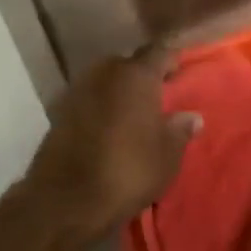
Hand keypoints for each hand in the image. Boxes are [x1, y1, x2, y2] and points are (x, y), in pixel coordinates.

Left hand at [19, 43, 200, 250]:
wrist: (67, 199)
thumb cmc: (128, 170)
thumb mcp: (167, 155)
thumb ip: (180, 130)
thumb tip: (191, 116)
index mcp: (136, 75)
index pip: (159, 52)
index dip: (171, 60)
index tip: (180, 71)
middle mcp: (104, 73)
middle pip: (127, 64)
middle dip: (141, 76)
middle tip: (157, 96)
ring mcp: (77, 90)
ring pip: (104, 82)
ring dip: (117, 92)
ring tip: (132, 115)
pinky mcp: (58, 112)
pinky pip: (87, 101)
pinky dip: (99, 109)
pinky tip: (108, 129)